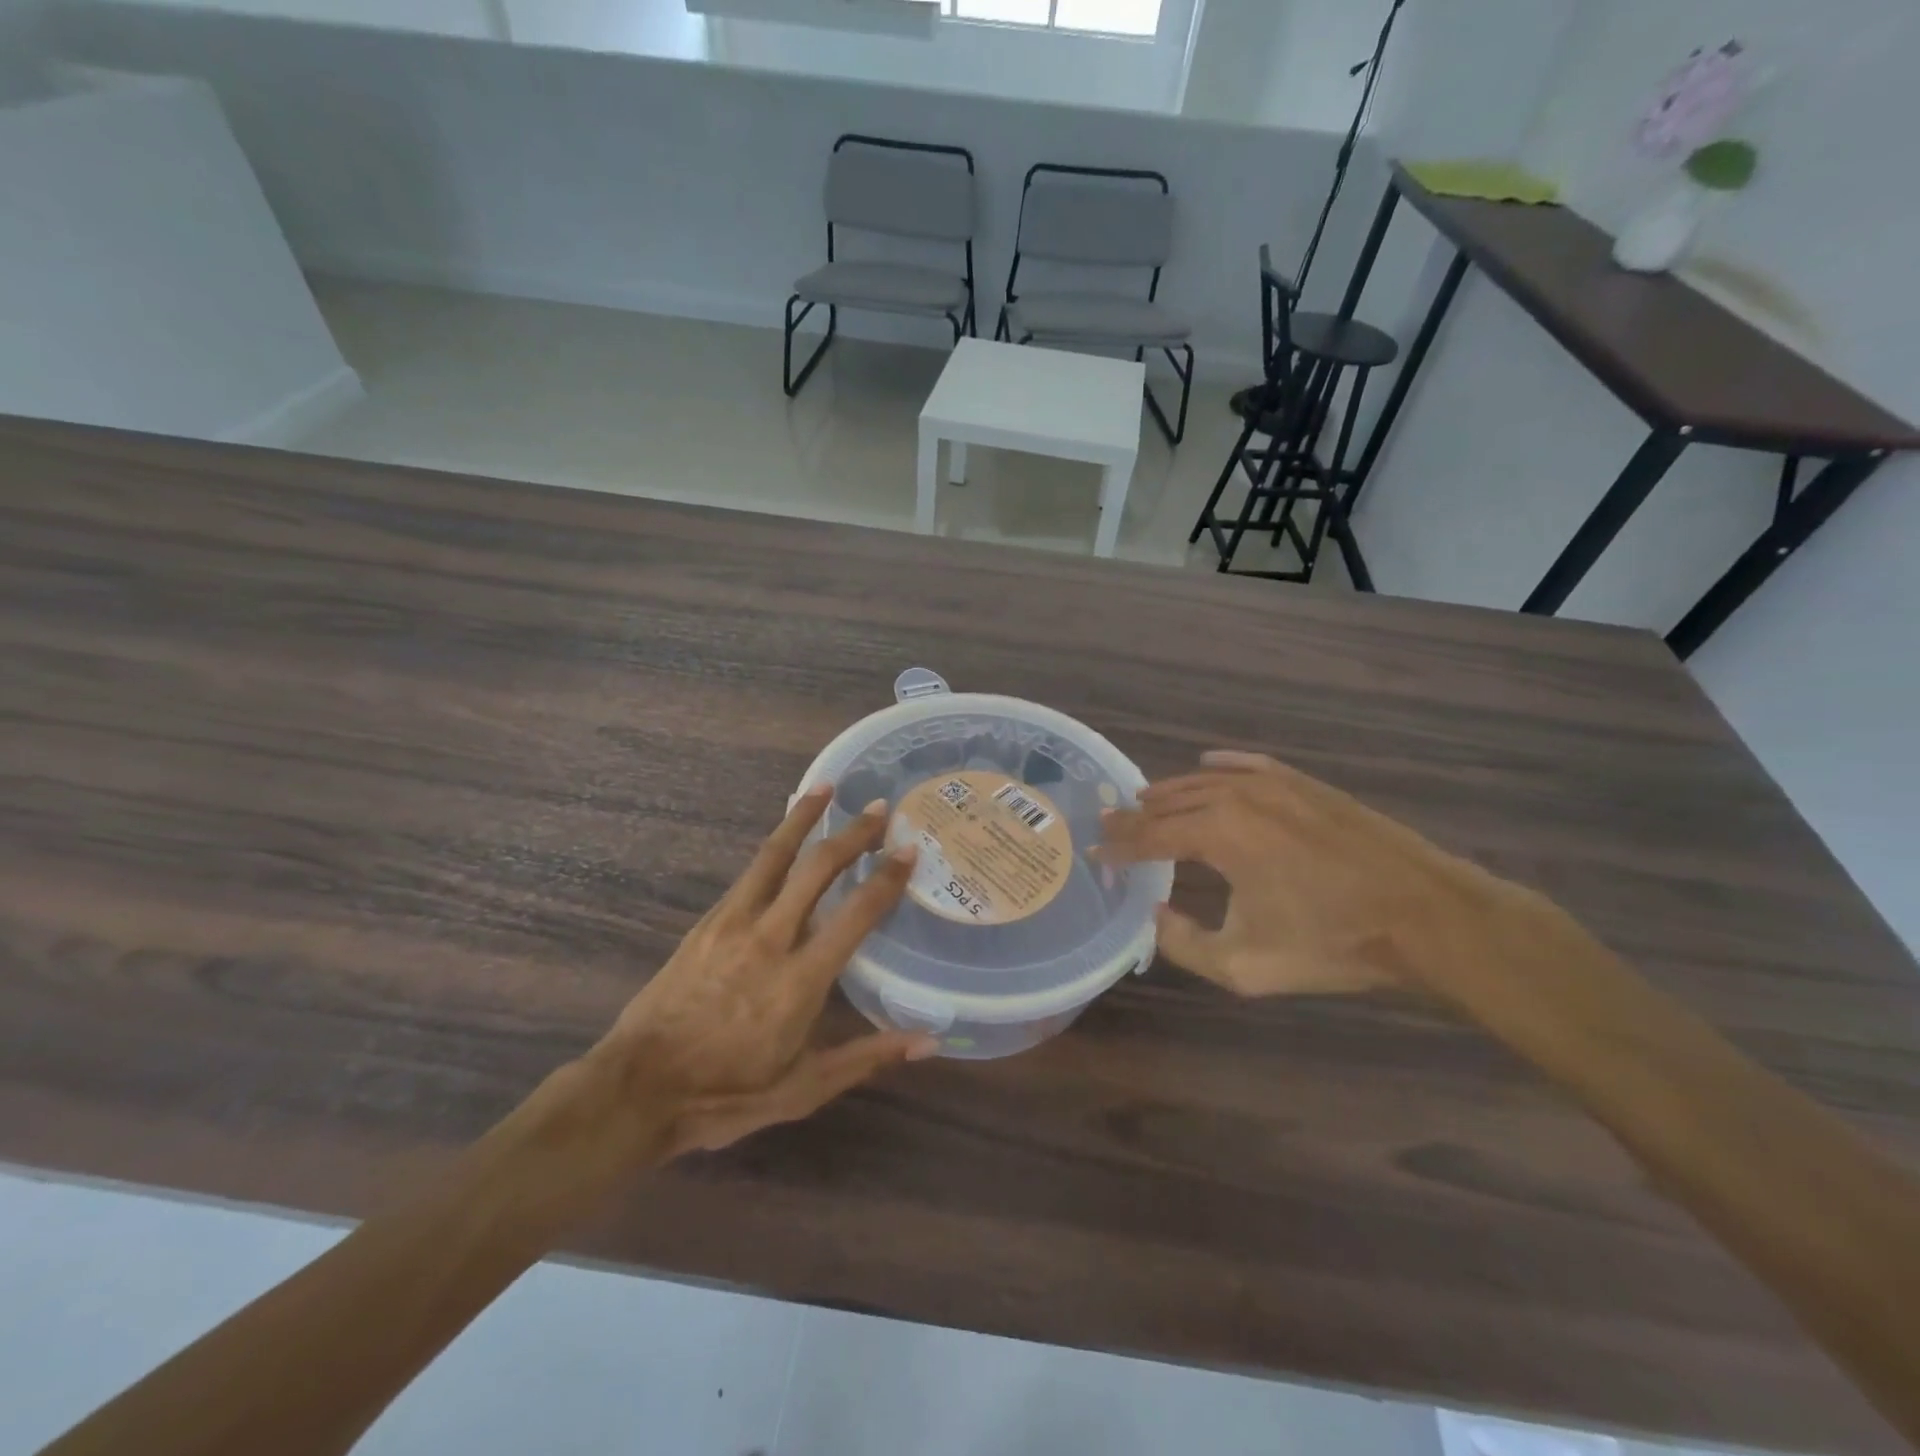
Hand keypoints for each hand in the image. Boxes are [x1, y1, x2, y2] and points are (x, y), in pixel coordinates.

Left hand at [588, 786, 934, 1158]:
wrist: (638, 1089)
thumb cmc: (727, 1094)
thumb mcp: (804, 1089)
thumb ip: (867, 1056)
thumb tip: (930, 1039)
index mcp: (800, 980)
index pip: (856, 914)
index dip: (887, 879)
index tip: (909, 851)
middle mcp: (770, 938)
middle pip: (818, 869)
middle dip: (853, 835)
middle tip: (880, 809)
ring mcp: (733, 924)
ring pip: (775, 856)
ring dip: (803, 819)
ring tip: (825, 788)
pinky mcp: (707, 922)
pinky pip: (749, 873)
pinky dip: (773, 846)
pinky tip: (783, 837)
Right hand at [1099, 750, 1534, 997]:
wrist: (1424, 915)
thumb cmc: (1332, 942)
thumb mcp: (1244, 964)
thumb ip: (1183, 943)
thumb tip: (1156, 915)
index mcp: (1218, 834)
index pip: (1151, 836)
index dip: (1119, 847)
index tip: (1096, 854)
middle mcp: (1238, 796)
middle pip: (1171, 802)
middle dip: (1136, 817)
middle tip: (1110, 826)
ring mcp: (1275, 784)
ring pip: (1206, 780)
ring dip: (1171, 792)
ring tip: (1146, 800)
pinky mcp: (1307, 784)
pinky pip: (1250, 765)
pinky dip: (1223, 765)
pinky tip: (1209, 764)